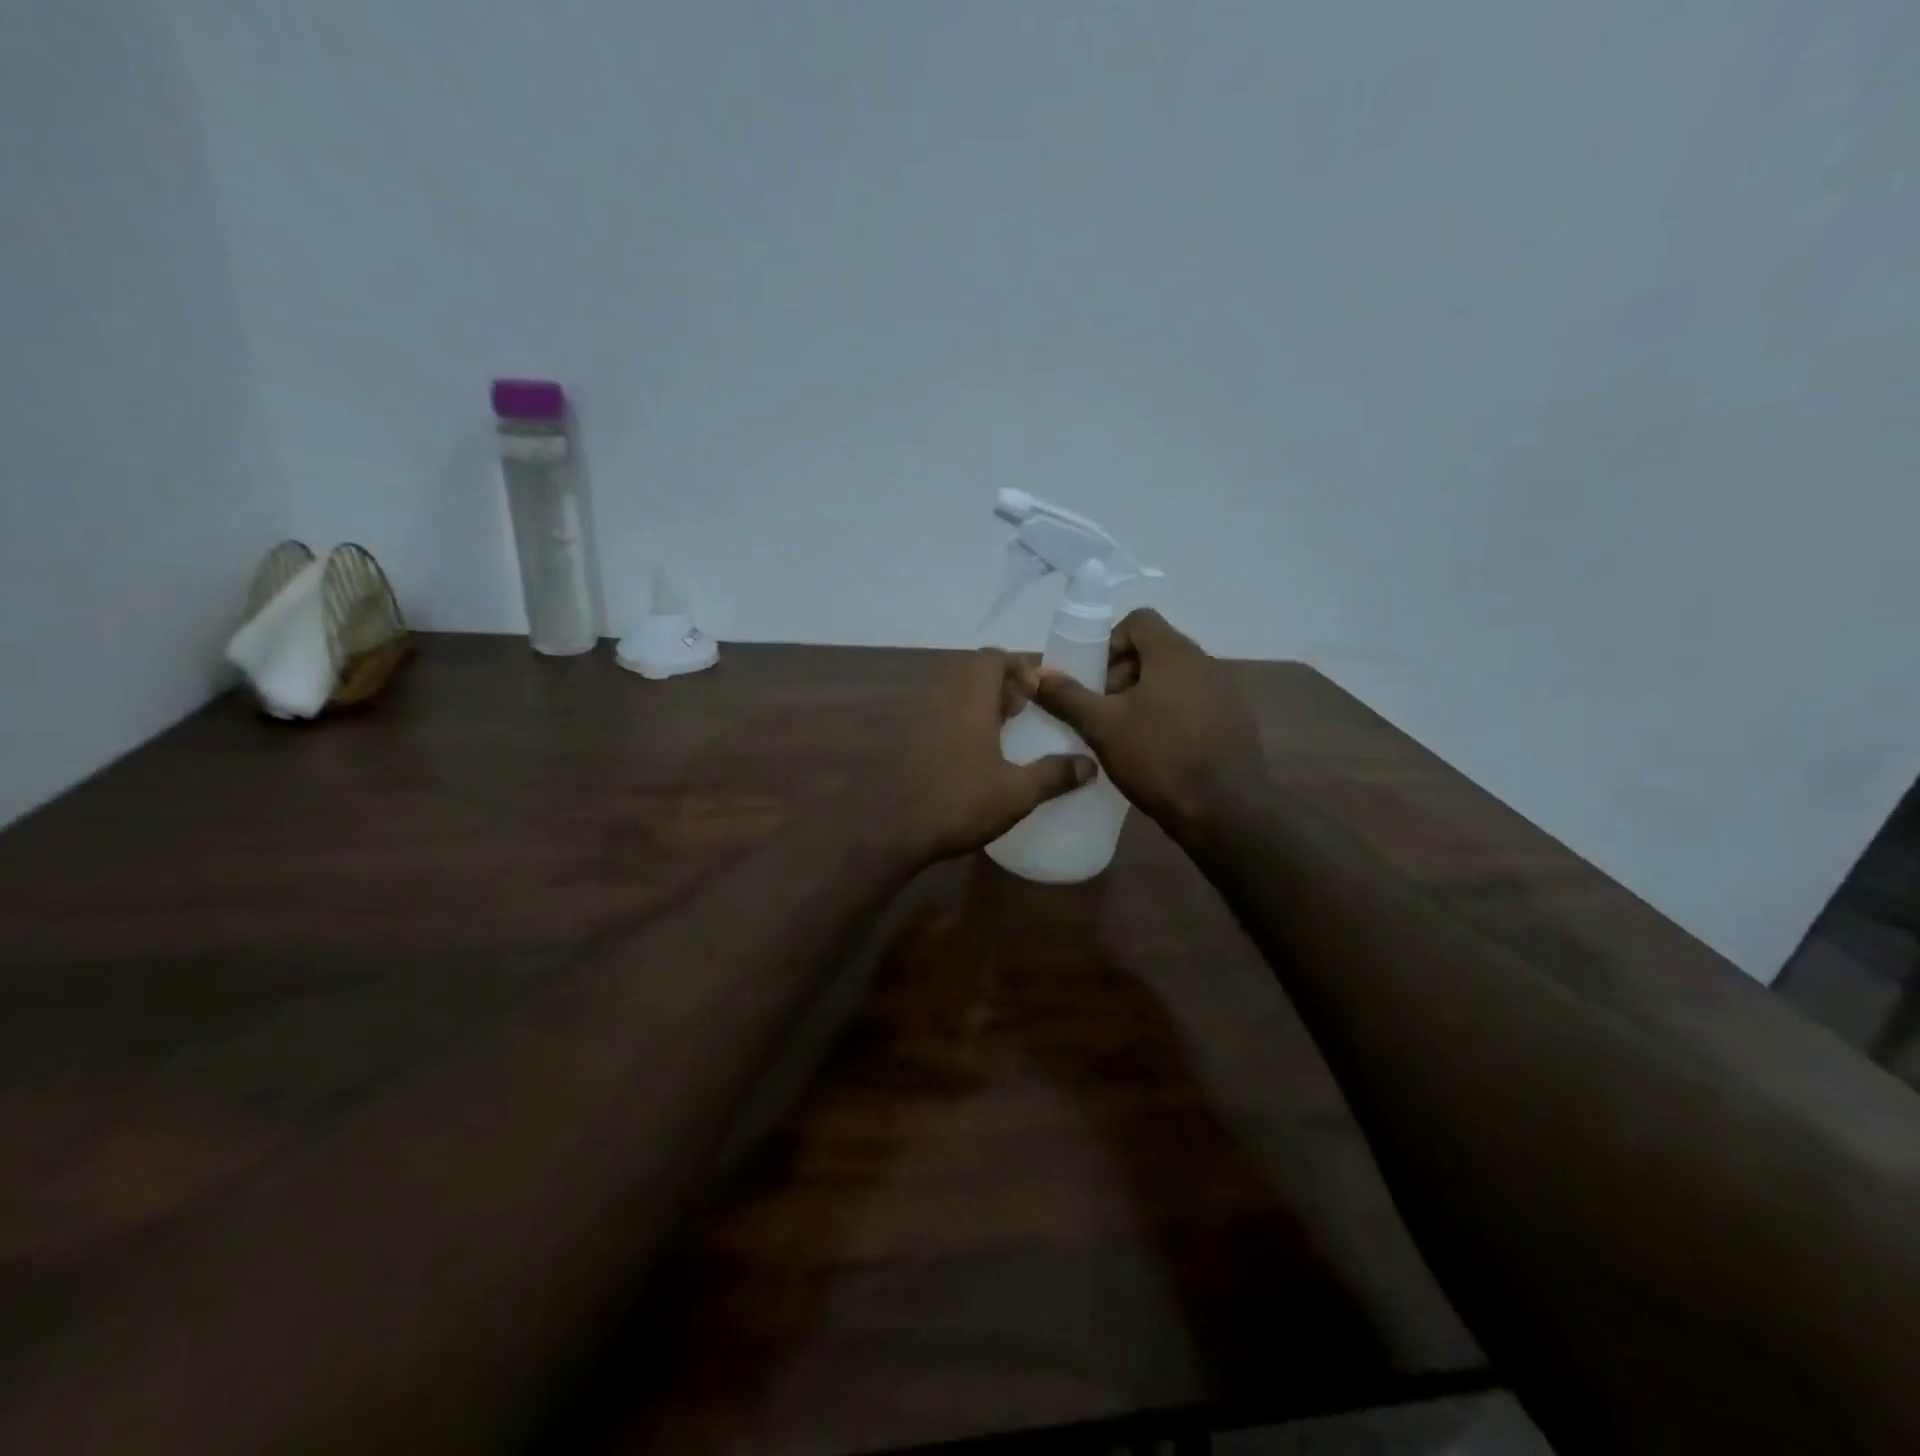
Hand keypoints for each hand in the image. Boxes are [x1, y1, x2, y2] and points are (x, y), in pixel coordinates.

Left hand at [881, 649, 1095, 864]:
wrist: (890, 830)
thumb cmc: (958, 803)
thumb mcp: (1016, 793)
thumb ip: (1054, 775)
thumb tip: (1090, 765)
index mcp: (969, 697)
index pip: (993, 657)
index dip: (1019, 666)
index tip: (1039, 691)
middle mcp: (940, 697)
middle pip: (973, 672)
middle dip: (1002, 684)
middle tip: (1024, 711)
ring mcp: (917, 717)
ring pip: (954, 694)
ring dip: (979, 704)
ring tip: (1002, 733)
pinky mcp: (903, 739)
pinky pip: (938, 715)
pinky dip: (959, 722)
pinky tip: (972, 756)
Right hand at [1032, 609, 1265, 844]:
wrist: (1224, 811)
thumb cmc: (1159, 758)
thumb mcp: (1102, 727)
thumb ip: (1067, 696)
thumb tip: (1037, 675)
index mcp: (1174, 654)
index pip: (1139, 620)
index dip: (1109, 642)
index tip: (1093, 678)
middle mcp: (1205, 663)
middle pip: (1155, 650)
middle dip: (1122, 674)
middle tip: (1103, 709)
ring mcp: (1224, 693)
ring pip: (1173, 679)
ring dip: (1144, 696)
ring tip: (1125, 733)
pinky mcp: (1234, 722)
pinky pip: (1193, 703)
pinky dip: (1169, 714)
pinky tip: (1155, 750)